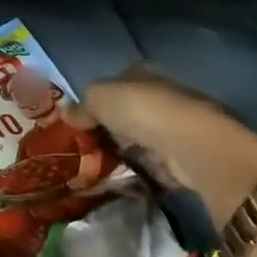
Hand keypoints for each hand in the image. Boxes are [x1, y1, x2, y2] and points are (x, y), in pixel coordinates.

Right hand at [85, 67, 256, 221]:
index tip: (81, 122)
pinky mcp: (186, 158)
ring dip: (129, 153)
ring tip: (101, 170)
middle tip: (88, 149)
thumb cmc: (141, 110)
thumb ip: (83, 106)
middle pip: (131, 114)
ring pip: (144, 140)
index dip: (99, 101)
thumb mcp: (99, 98)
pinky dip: (144, 173)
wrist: (189, 144)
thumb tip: (67, 114)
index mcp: (143, 74)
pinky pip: (157, 166)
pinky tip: (126, 182)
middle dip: (113, 130)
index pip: (117, 84)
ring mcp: (176, 128)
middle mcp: (162, 97)